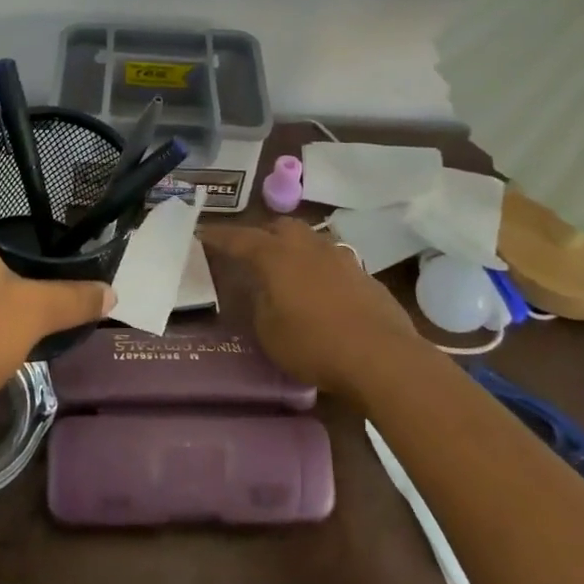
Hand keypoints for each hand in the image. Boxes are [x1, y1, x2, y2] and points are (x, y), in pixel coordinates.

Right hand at [200, 218, 428, 403]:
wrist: (381, 356)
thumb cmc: (314, 344)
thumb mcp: (269, 331)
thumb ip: (259, 303)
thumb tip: (262, 289)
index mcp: (276, 256)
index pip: (239, 239)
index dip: (219, 236)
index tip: (202, 232)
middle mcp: (307, 246)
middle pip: (280, 227)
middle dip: (263, 235)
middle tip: (252, 254)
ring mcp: (340, 256)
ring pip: (310, 240)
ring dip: (295, 250)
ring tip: (288, 273)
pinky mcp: (364, 274)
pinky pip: (333, 262)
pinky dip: (320, 271)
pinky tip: (322, 293)